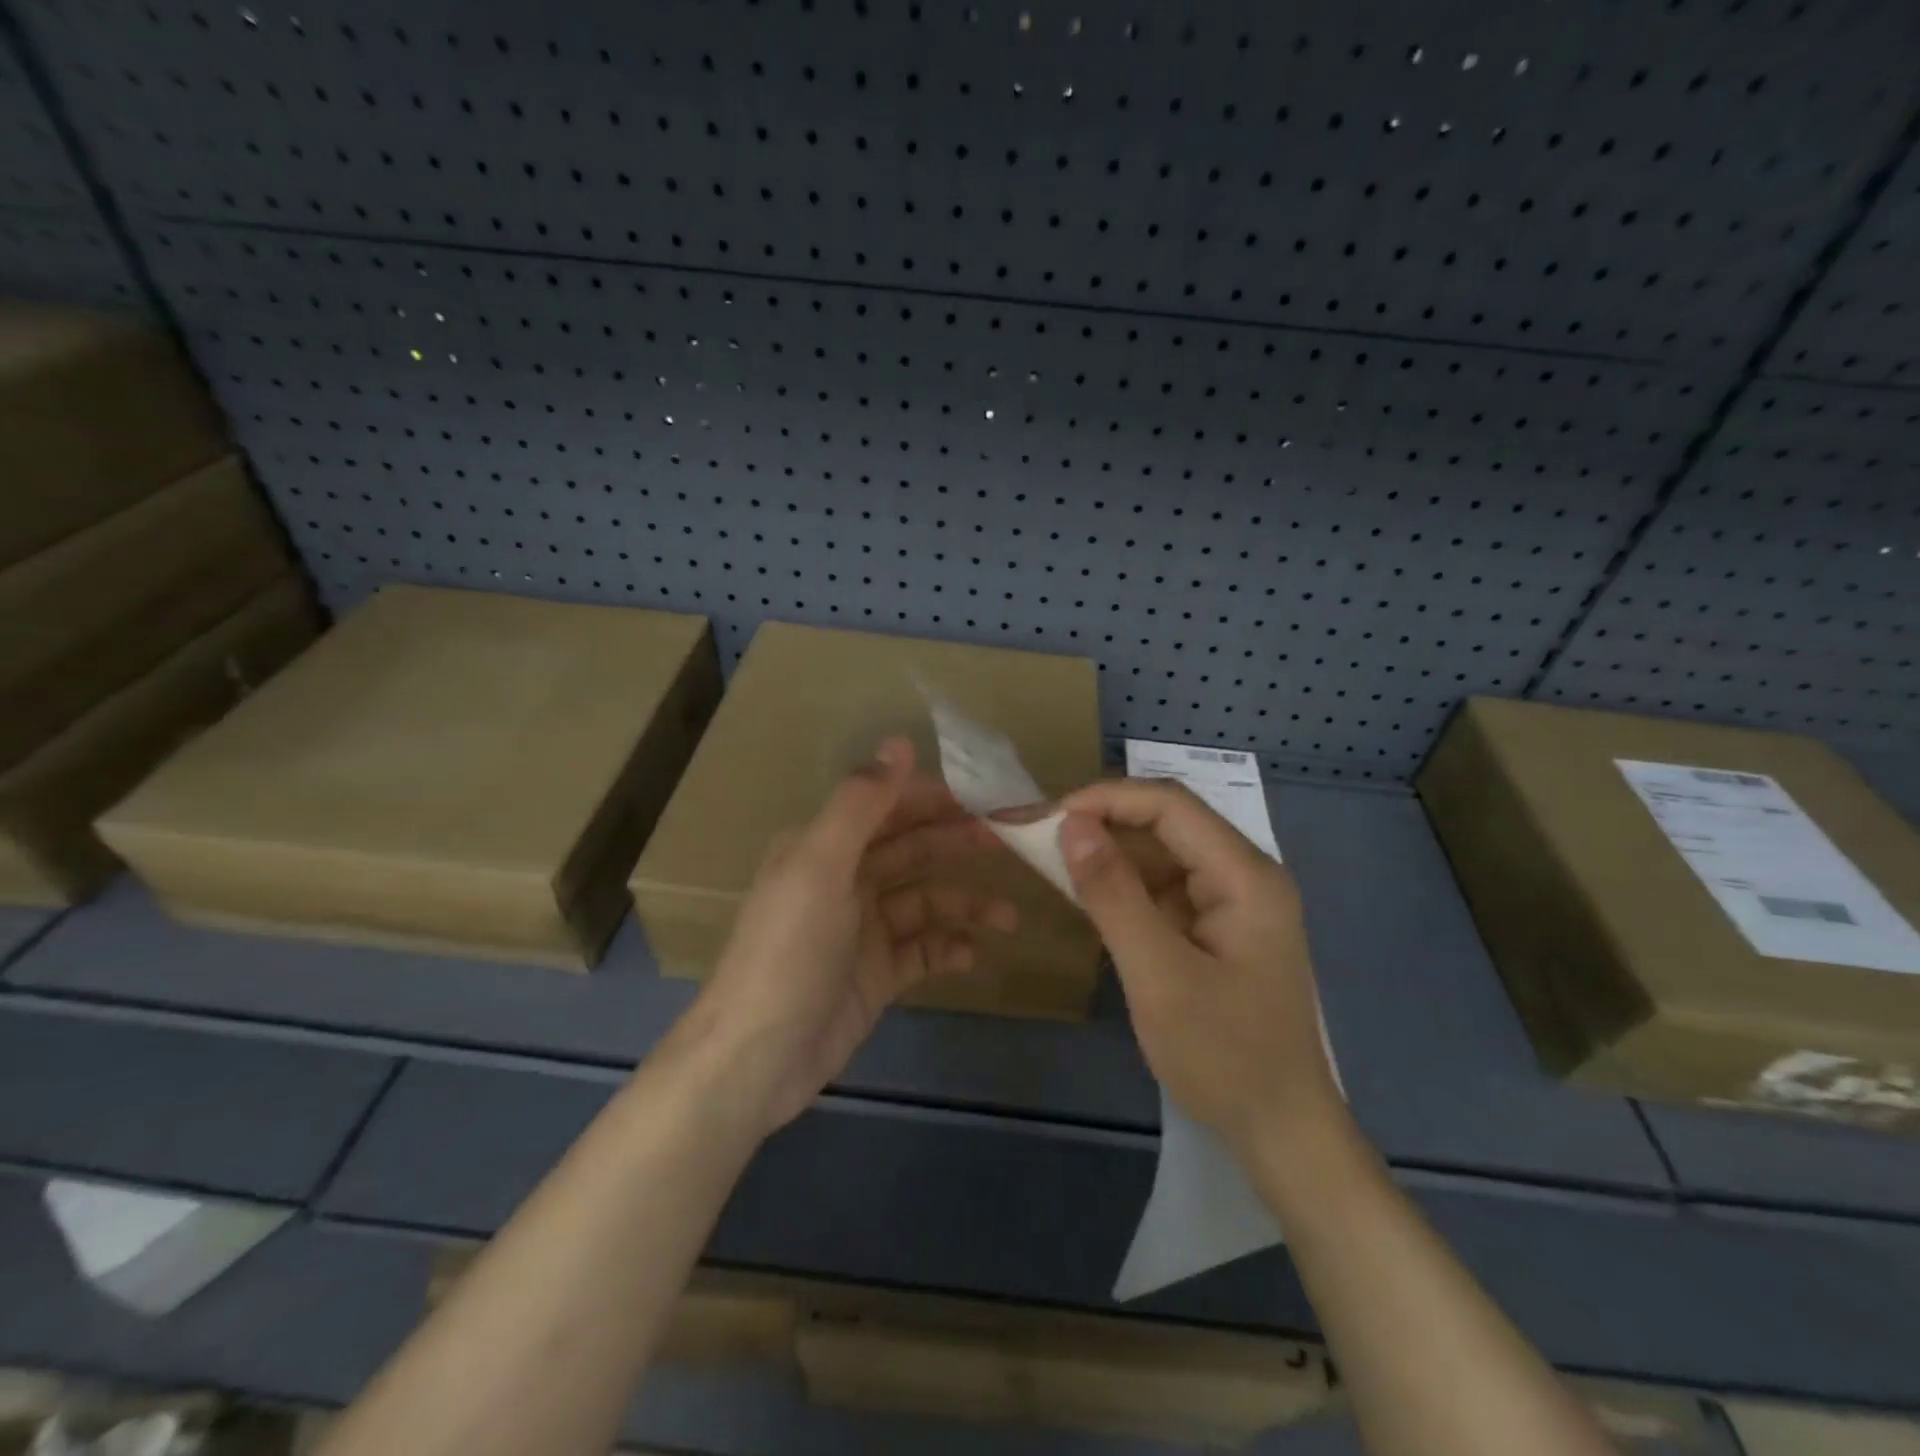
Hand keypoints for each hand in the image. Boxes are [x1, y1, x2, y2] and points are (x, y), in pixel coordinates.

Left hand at [677, 737, 1015, 1131]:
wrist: (757, 1060)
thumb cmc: (788, 951)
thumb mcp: (820, 866)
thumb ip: (861, 803)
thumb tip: (900, 741)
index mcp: (824, 846)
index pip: (888, 806)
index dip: (935, 798)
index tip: (987, 796)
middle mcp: (844, 880)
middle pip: (911, 850)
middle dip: (958, 843)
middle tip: (1010, 843)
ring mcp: (862, 931)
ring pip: (924, 902)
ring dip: (965, 904)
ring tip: (1007, 918)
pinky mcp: (875, 975)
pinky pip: (922, 951)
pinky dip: (948, 949)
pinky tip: (972, 956)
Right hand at [1057, 780, 1341, 1156]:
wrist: (1281, 1132)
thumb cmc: (1224, 1057)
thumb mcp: (1158, 976)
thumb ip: (1114, 895)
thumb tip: (1071, 824)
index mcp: (1246, 876)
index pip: (1170, 805)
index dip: (1106, 799)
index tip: (1048, 818)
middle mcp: (1244, 874)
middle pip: (1167, 823)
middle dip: (1103, 822)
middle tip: (1039, 835)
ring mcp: (1232, 900)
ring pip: (1161, 853)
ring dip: (1109, 853)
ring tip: (1053, 859)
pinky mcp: (1217, 926)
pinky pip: (1163, 887)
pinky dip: (1123, 886)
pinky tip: (1089, 893)